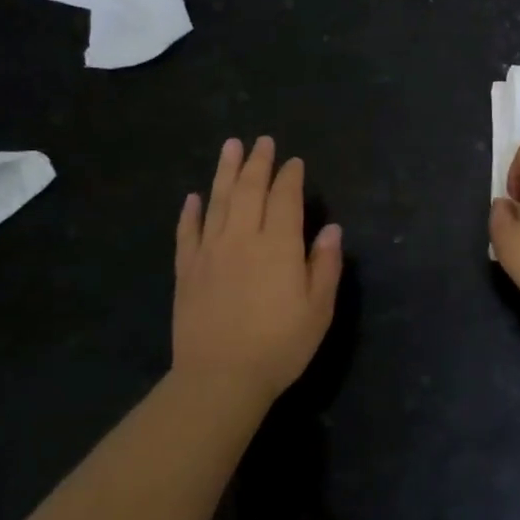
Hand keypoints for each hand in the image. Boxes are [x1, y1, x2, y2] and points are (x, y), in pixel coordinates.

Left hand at [174, 137, 342, 406]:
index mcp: (279, 246)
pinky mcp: (187, 270)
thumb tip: (331, 229)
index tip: (294, 162)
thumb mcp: (319, 310)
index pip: (285, 199)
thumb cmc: (280, 345)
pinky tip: (194, 197)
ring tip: (230, 146)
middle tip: (262, 141)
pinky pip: (188, 232)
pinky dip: (191, 212)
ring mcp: (210, 252)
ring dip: (225, 171)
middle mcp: (243, 238)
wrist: (220, 378)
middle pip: (250, 190)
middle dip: (258, 163)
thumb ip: (326, 265)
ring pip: (218, 201)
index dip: (290, 177)